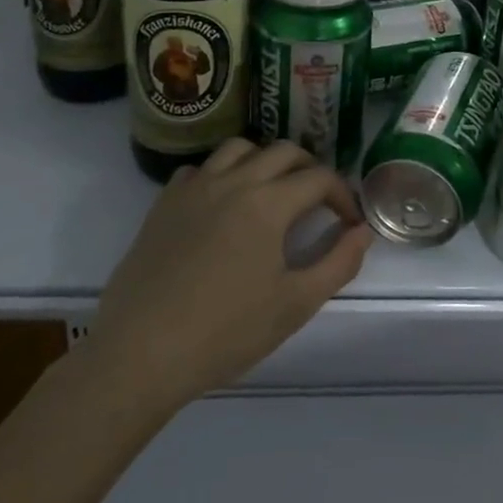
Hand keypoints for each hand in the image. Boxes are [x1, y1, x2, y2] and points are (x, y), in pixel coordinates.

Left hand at [88, 139, 374, 408]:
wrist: (140, 354)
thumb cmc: (225, 332)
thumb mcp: (296, 304)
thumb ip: (339, 263)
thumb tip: (361, 231)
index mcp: (268, 203)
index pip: (319, 178)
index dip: (343, 195)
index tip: (349, 222)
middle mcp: (233, 182)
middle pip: (283, 151)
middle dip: (310, 169)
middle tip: (319, 202)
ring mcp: (194, 189)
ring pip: (239, 149)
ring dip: (265, 161)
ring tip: (272, 192)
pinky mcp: (164, 205)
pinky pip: (200, 169)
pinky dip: (221, 175)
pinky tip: (223, 206)